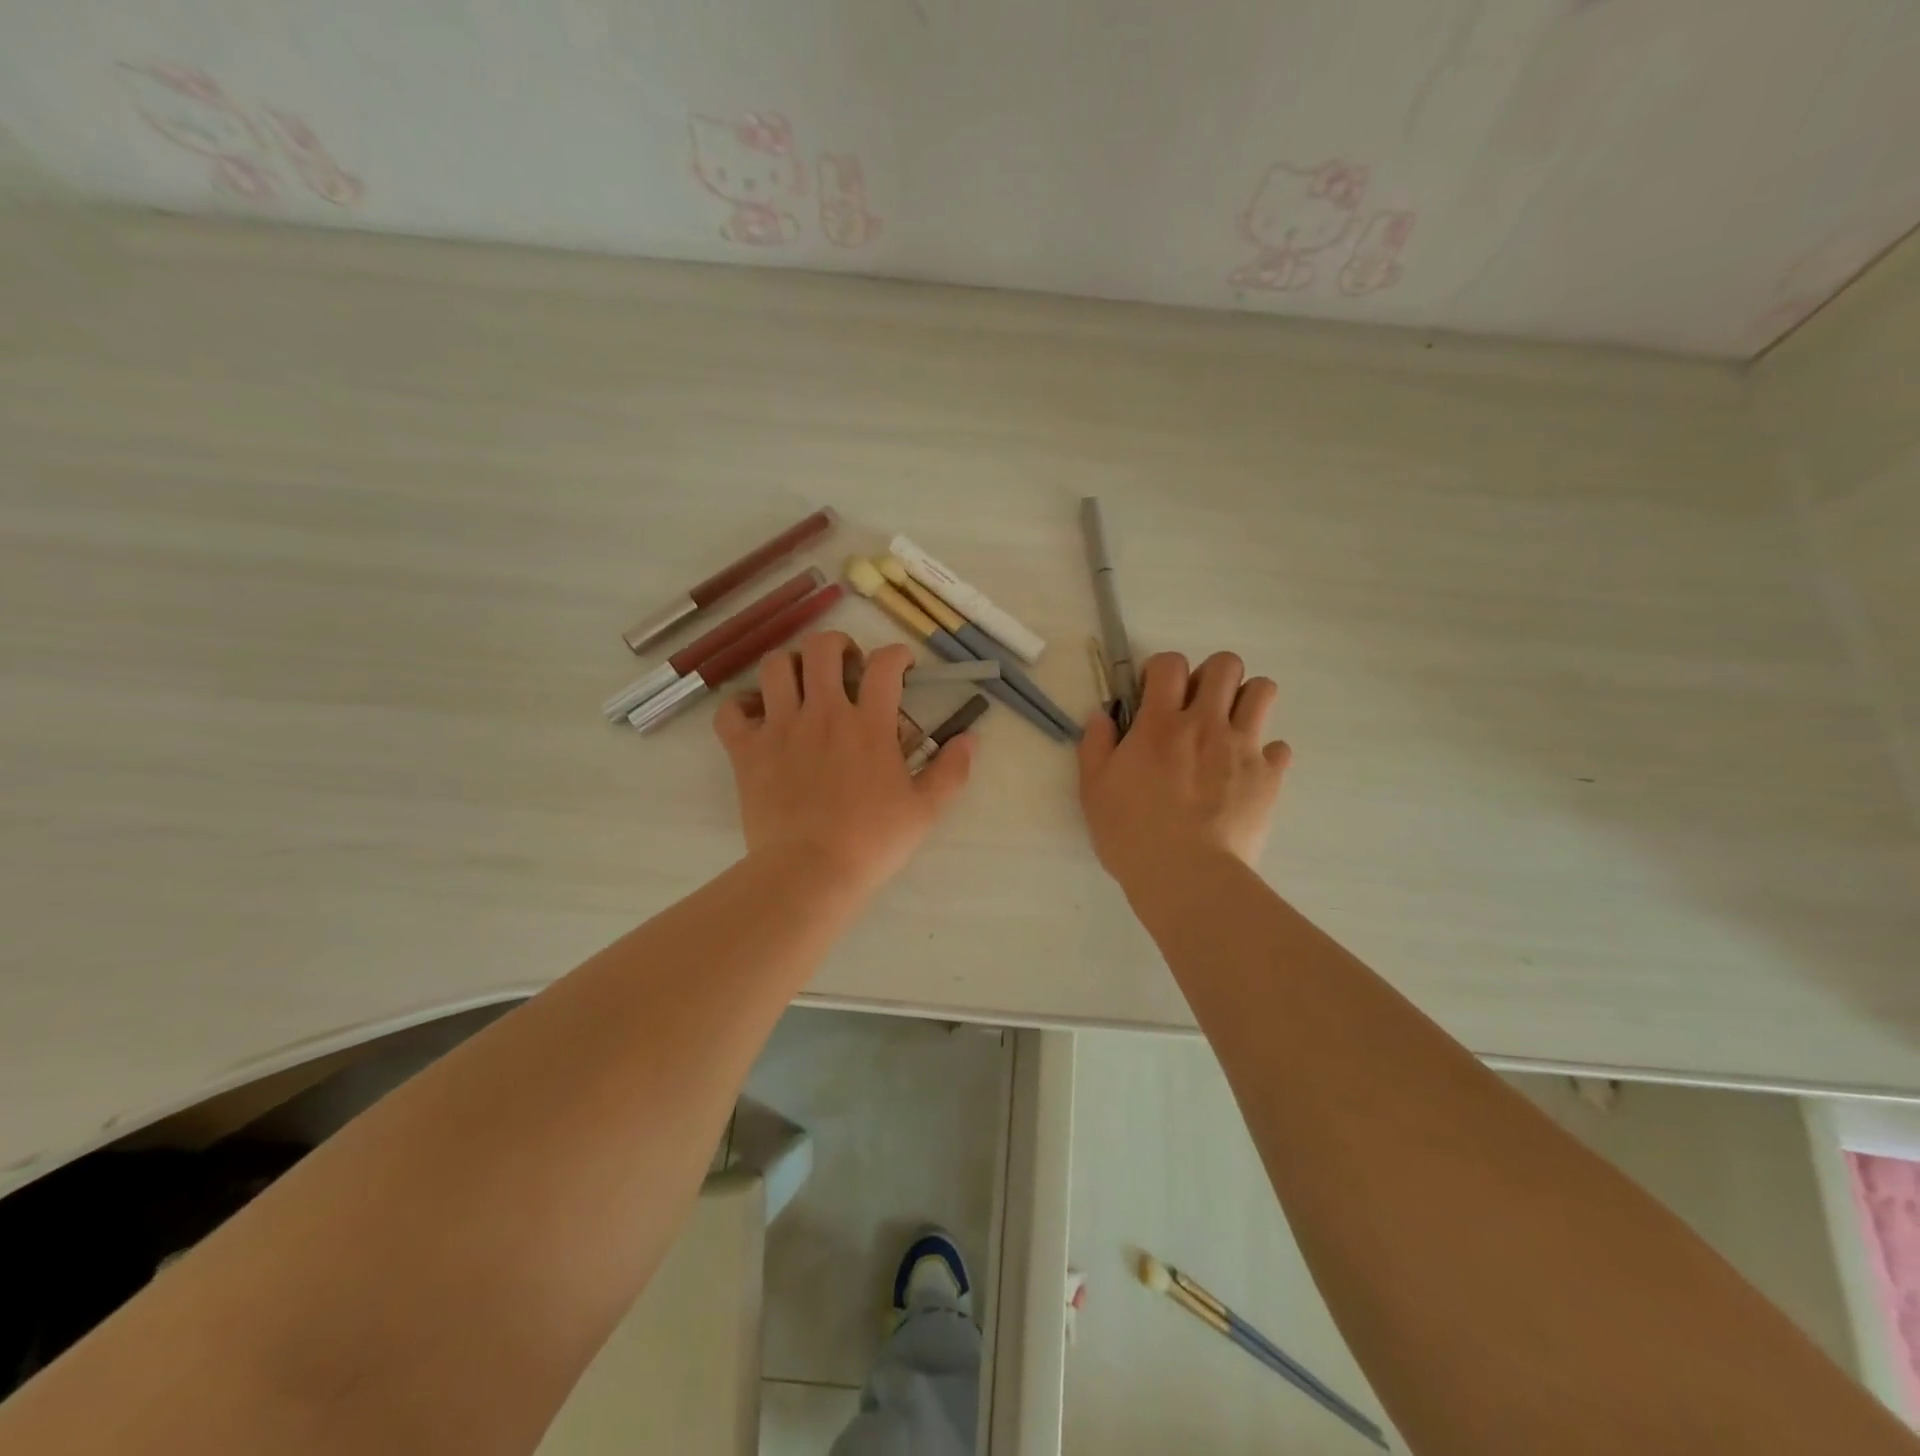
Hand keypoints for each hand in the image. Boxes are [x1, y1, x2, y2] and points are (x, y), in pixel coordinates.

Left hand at [714, 632, 975, 898]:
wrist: (810, 872)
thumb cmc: (872, 842)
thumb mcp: (925, 809)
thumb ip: (951, 770)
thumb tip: (970, 739)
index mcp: (868, 724)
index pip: (884, 664)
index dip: (896, 655)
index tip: (901, 667)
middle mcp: (823, 713)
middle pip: (822, 648)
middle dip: (838, 646)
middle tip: (846, 667)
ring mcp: (780, 728)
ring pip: (776, 667)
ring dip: (791, 666)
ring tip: (801, 685)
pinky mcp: (747, 750)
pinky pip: (731, 710)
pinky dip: (741, 706)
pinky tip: (757, 717)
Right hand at [1078, 651, 1291, 888]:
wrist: (1186, 876)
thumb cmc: (1131, 834)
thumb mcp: (1093, 790)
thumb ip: (1096, 745)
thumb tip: (1102, 715)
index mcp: (1160, 723)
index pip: (1169, 663)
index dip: (1161, 670)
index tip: (1153, 694)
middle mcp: (1205, 724)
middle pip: (1225, 665)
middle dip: (1210, 676)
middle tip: (1196, 706)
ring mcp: (1243, 748)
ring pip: (1263, 691)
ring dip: (1245, 700)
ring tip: (1229, 727)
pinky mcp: (1269, 777)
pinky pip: (1279, 747)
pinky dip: (1265, 754)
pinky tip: (1246, 773)